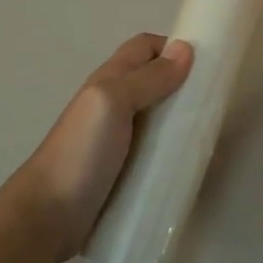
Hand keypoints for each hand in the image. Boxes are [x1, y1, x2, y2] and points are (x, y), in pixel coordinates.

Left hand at [11, 33, 192, 260]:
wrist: (48, 215)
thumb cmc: (81, 152)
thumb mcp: (112, 103)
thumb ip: (147, 78)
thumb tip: (185, 49)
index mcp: (110, 81)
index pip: (146, 47)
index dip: (174, 48)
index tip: (206, 66)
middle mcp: (116, 105)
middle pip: (156, 82)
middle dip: (185, 88)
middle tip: (215, 106)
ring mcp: (120, 140)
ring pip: (160, 119)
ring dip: (183, 123)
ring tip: (211, 139)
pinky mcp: (126, 171)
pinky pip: (157, 153)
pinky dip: (176, 154)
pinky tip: (193, 167)